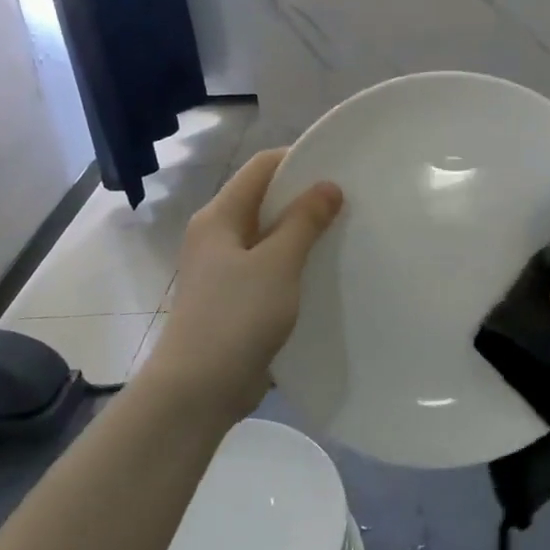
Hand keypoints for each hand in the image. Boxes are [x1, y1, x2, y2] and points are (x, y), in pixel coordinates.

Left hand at [141, 149, 342, 422]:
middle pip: (265, 199)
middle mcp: (217, 235)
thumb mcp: (277, 263)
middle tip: (350, 201)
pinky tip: (324, 272)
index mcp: (219, 217)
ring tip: (344, 233)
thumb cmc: (236, 316)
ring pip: (269, 236)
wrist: (198, 390)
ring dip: (303, 233)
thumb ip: (304, 221)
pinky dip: (295, 263)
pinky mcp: (234, 299)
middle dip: (305, 197)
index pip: (261, 167)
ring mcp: (223, 269)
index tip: (340, 166)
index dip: (299, 159)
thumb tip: (328, 186)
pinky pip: (269, 267)